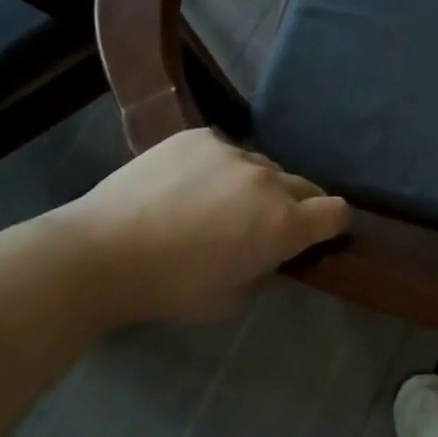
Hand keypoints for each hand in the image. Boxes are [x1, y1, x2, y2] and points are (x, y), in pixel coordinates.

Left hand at [47, 129, 349, 325]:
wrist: (100, 253)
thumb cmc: (169, 289)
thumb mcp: (231, 299)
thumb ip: (264, 268)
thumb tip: (269, 250)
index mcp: (283, 224)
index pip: (337, 212)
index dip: (331, 224)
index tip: (315, 235)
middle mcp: (269, 181)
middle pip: (305, 186)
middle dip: (294, 206)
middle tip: (258, 226)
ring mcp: (234, 152)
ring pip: (262, 167)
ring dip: (253, 186)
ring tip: (213, 204)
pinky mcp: (200, 137)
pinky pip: (225, 151)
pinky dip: (216, 168)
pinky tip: (184, 186)